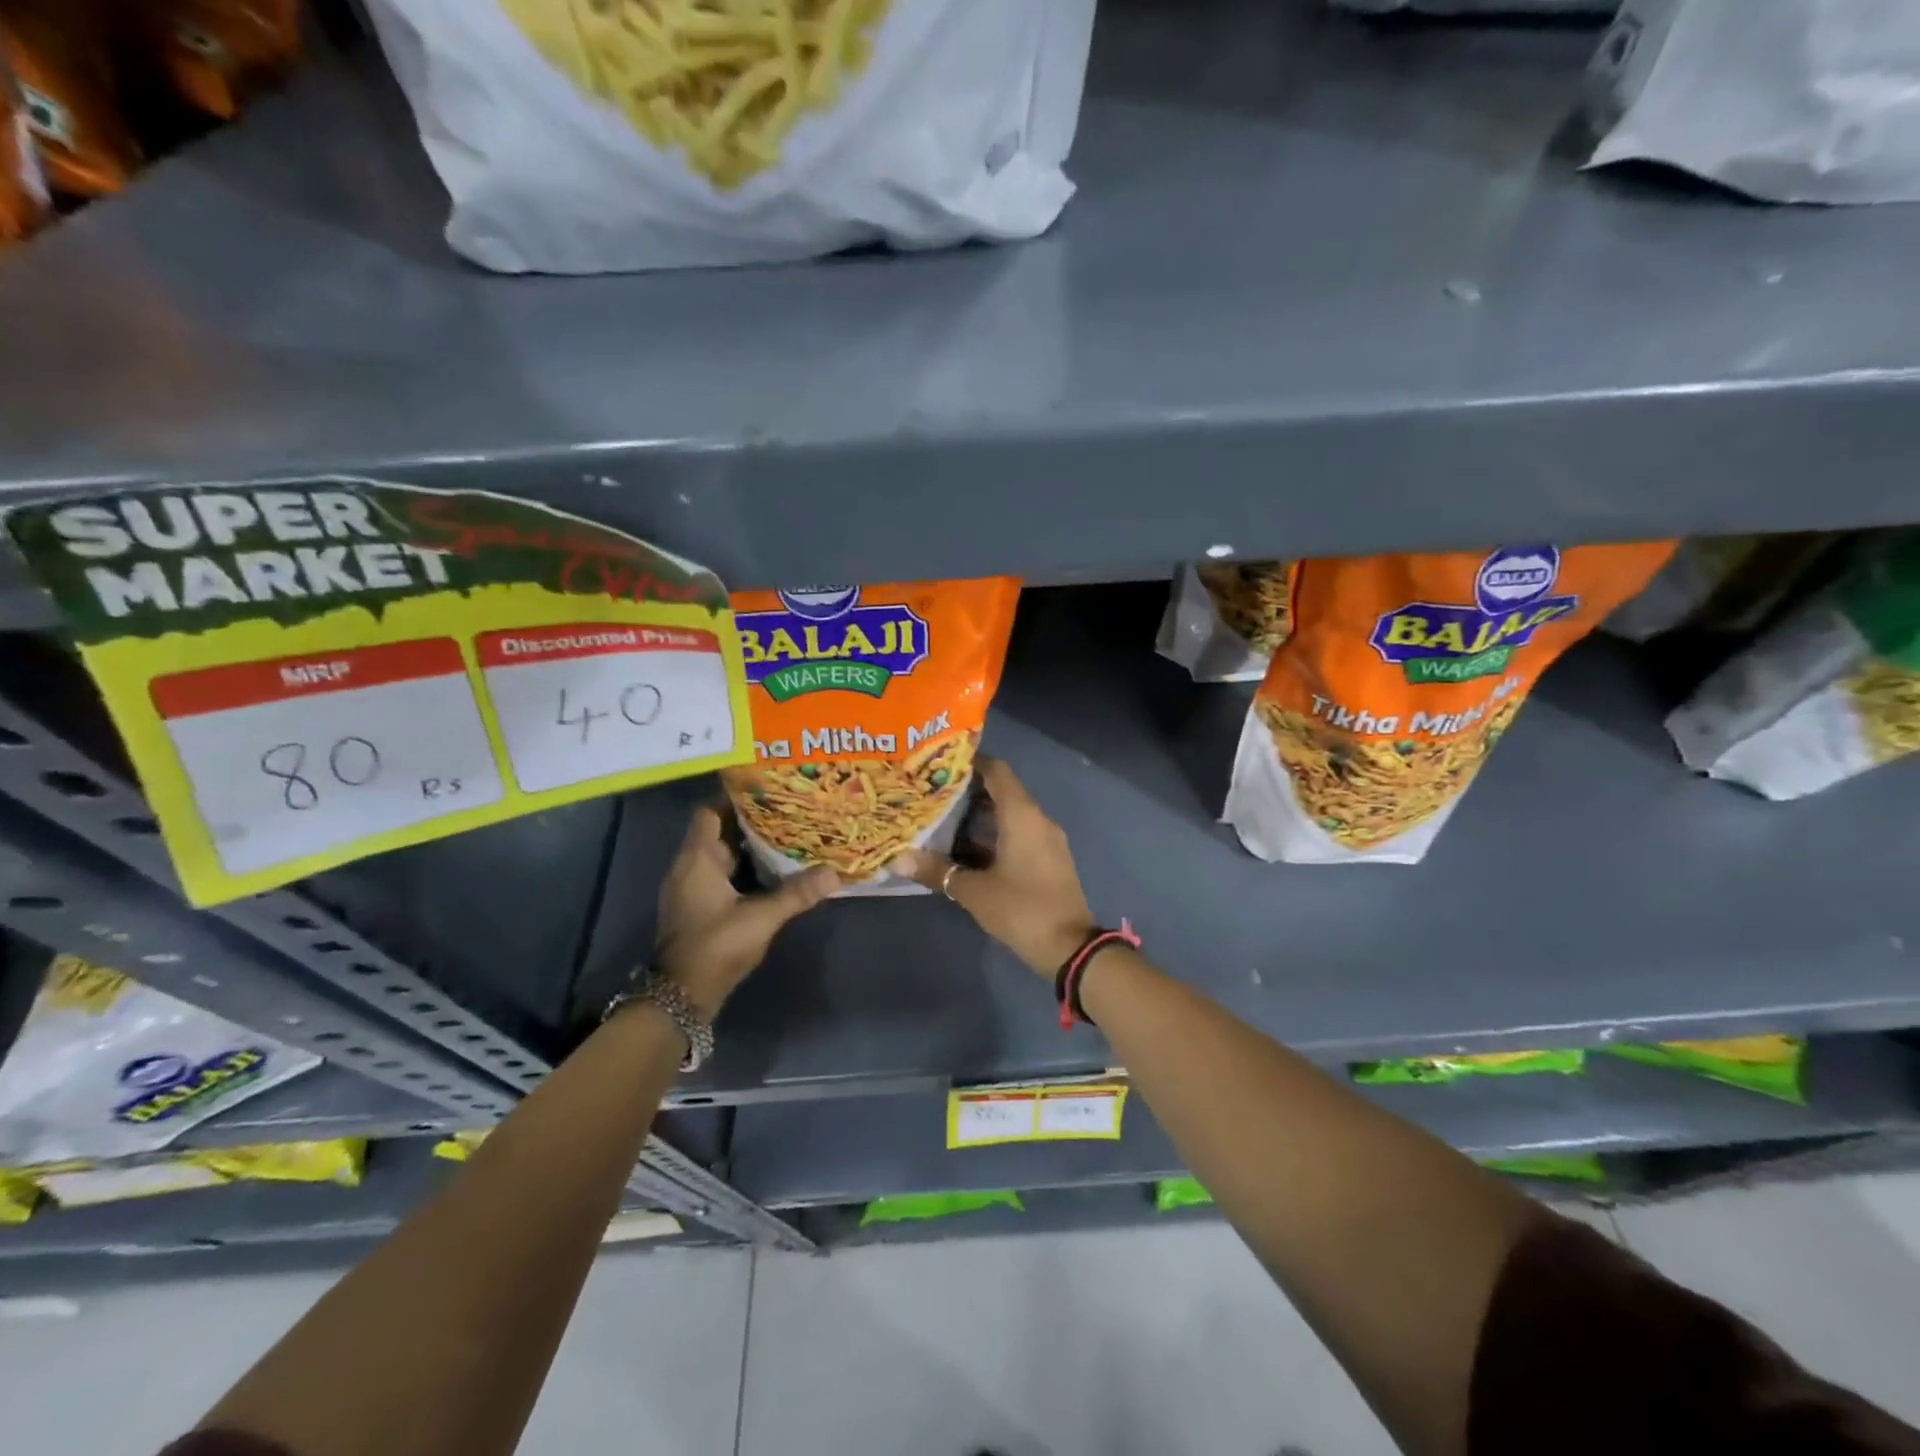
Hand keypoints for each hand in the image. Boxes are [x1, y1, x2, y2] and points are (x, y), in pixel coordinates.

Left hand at [655, 806, 838, 1017]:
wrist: (682, 995)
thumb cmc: (716, 946)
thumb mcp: (761, 918)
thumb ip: (797, 893)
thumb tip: (835, 874)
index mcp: (698, 859)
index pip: (709, 811)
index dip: (734, 797)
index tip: (767, 789)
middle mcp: (689, 866)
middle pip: (718, 830)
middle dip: (750, 820)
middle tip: (787, 809)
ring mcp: (691, 887)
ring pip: (721, 853)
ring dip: (748, 845)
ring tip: (786, 834)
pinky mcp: (697, 905)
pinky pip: (721, 873)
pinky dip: (743, 867)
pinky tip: (772, 869)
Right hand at [891, 758, 1094, 976]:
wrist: (1070, 947)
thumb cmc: (1021, 909)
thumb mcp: (974, 891)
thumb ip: (938, 871)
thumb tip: (899, 859)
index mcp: (1022, 815)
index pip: (997, 771)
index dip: (971, 762)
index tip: (941, 763)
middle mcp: (1037, 819)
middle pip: (1002, 791)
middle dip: (969, 791)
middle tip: (933, 793)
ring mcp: (1047, 840)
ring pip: (1010, 815)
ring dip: (980, 816)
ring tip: (943, 819)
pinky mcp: (1049, 860)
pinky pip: (1019, 834)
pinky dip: (994, 835)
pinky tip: (966, 849)